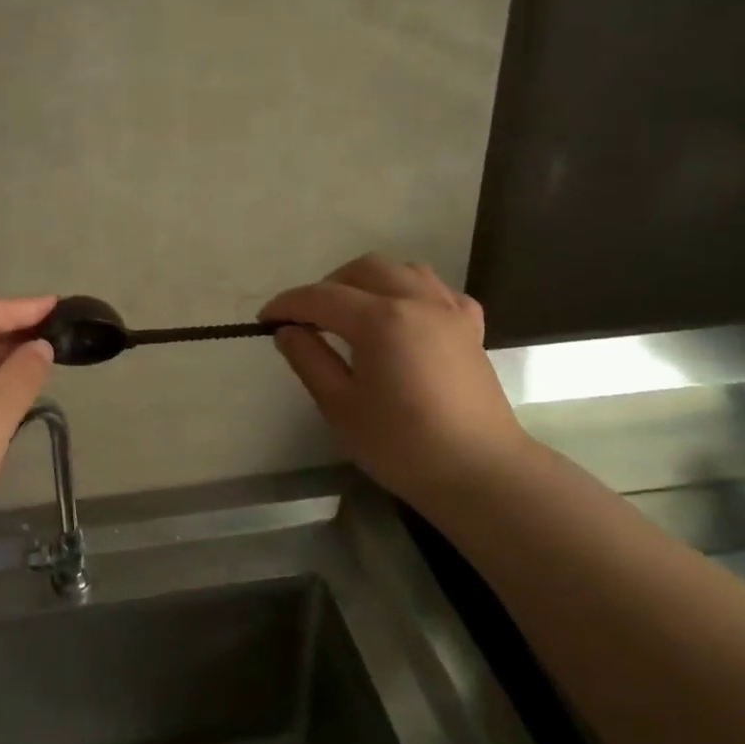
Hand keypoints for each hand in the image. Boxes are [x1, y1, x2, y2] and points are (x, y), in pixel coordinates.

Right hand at [262, 255, 532, 511]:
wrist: (479, 472)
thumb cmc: (402, 445)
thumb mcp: (340, 407)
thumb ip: (309, 360)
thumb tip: (287, 331)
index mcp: (380, 320)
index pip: (321, 297)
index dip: (287, 304)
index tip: (264, 319)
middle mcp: (416, 301)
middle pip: (362, 270)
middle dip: (327, 286)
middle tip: (307, 319)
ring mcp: (449, 310)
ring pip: (402, 271)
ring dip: (368, 282)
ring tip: (351, 313)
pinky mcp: (470, 328)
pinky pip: (436, 291)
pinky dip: (410, 294)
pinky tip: (402, 319)